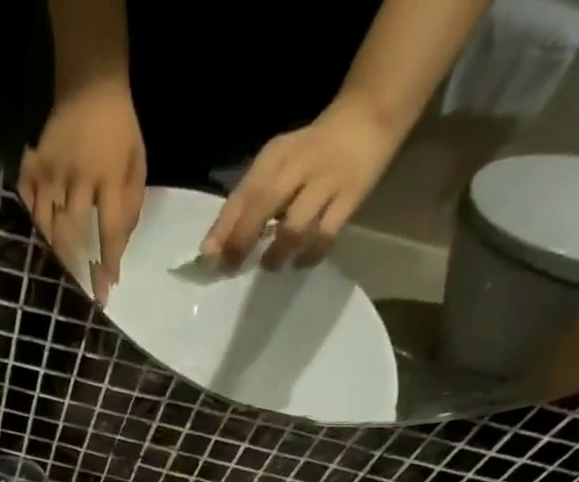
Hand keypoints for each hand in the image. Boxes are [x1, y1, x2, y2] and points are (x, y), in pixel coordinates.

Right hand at [18, 78, 145, 304]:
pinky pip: (28, 203)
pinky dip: (33, 221)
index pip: (110, 231)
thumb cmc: (119, 127)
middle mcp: (79, 178)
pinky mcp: (34, 165)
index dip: (107, 264)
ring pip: (47, 225)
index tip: (105, 291)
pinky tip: (41, 233)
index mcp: (110, 176)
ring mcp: (52, 172)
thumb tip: (120, 246)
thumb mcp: (137, 162)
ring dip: (55, 249)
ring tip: (61, 265)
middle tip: (80, 284)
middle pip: (73, 234)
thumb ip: (132, 204)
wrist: (90, 80)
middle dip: (76, 264)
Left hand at [202, 94, 400, 268]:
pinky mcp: (351, 197)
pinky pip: (324, 236)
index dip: (223, 228)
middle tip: (234, 267)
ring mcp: (327, 181)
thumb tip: (214, 249)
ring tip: (271, 263)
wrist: (370, 117)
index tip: (208, 257)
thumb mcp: (276, 166)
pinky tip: (299, 261)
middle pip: (264, 205)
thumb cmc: (310, 153)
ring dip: (277, 254)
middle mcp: (299, 165)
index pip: (243, 193)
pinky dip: (308, 256)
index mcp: (275, 156)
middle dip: (243, 241)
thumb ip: (247, 203)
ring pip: (295, 227)